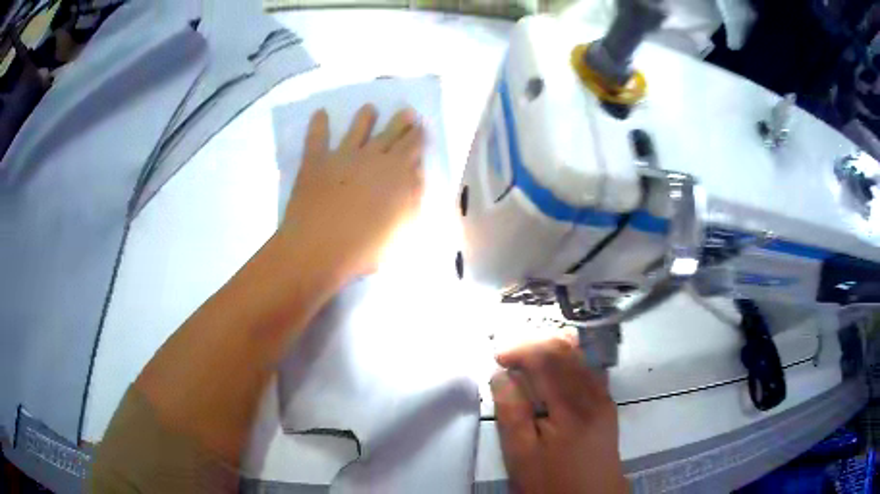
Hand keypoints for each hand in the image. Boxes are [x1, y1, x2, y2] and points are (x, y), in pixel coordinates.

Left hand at [282, 104, 424, 281]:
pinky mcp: (315, 162)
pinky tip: (320, 113)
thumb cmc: (367, 247)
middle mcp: (372, 157)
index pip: (412, 147)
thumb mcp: (403, 226)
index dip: (418, 135)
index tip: (421, 126)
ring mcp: (342, 156)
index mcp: (396, 172)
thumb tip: (415, 173)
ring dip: (364, 117)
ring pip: (356, 130)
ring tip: (369, 107)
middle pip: (389, 134)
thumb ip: (412, 196)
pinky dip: (318, 124)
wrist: (320, 249)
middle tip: (406, 111)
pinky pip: (316, 138)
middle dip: (400, 122)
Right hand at [491, 337, 627, 493]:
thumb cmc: (551, 482)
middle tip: (509, 357)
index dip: (520, 349)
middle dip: (535, 345)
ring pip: (579, 357)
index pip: (547, 357)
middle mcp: (594, 394)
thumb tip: (501, 374)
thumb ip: (511, 411)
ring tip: (526, 362)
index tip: (497, 357)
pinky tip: (553, 372)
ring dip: (550, 351)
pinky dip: (566, 362)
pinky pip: (587, 370)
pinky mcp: (606, 404)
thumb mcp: (521, 454)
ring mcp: (603, 397)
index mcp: (573, 406)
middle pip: (566, 350)